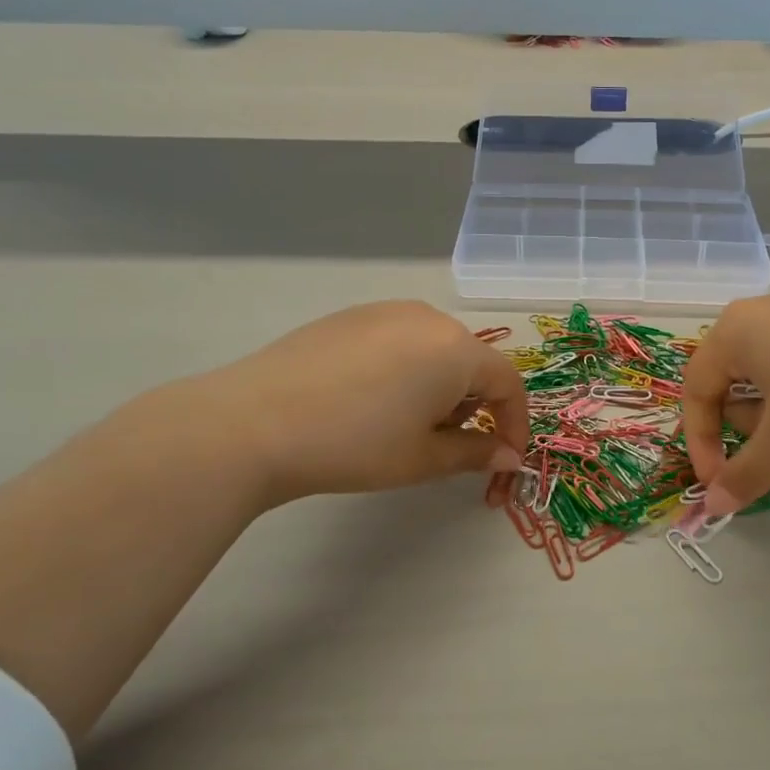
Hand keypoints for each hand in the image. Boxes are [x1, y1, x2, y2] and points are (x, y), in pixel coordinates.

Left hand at [187, 301, 529, 503]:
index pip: (508, 383)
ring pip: (436, 349)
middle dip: (474, 405)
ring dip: (440, 386)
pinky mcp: (350, 315)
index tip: (506, 458)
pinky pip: (400, 340)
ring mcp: (386, 311)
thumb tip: (509, 457)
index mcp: (457, 349)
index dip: (515, 423)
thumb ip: (476, 453)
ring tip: (406, 423)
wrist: (254, 423)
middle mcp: (428, 318)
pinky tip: (371, 400)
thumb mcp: (423, 458)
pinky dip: (406, 369)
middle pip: (472, 362)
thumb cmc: (355, 445)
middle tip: (447, 444)